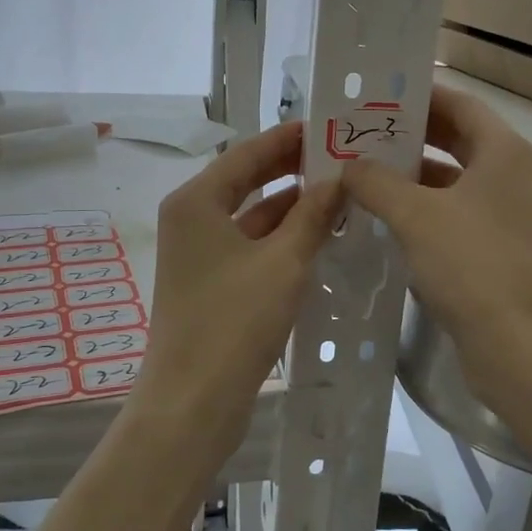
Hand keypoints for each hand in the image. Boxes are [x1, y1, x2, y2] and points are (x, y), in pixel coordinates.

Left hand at [137, 121, 341, 462]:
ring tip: (340, 191)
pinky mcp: (210, 281)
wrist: (192, 404)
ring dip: (291, 204)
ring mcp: (198, 252)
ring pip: (250, 214)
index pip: (247, 153)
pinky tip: (318, 234)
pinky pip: (249, 243)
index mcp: (196, 202)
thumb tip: (340, 178)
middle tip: (340, 155)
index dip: (288, 138)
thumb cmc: (234, 323)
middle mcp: (191, 218)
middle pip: (246, 180)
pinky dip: (281, 235)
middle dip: (292, 168)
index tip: (328, 126)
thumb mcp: (283, 262)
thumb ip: (312, 215)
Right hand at [343, 85, 531, 423]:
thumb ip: (377, 182)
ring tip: (359, 172)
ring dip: (409, 175)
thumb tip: (349, 165)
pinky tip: (380, 216)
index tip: (375, 97)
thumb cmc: (474, 267)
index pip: (460, 104)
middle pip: (456, 139)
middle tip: (359, 133)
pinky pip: (452, 213)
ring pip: (452, 179)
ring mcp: (505, 215)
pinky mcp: (495, 249)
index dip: (418, 97)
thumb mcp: (416, 216)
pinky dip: (419, 209)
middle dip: (409, 135)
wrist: (522, 350)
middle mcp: (510, 176)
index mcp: (505, 153)